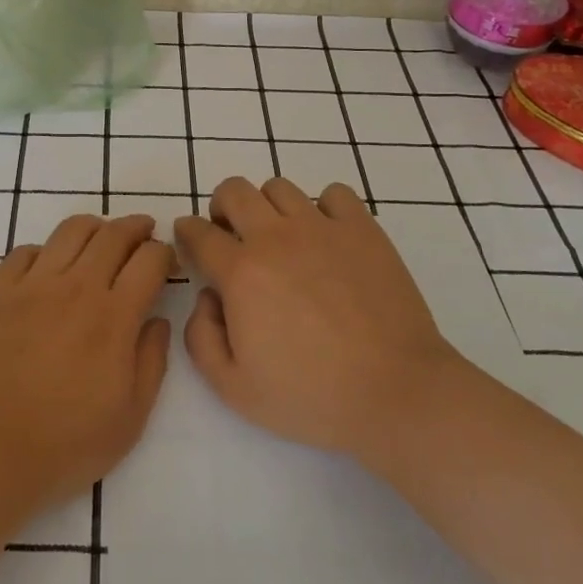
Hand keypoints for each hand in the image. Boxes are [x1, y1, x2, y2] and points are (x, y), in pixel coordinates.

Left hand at [0, 213, 173, 516]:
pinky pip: (25, 251)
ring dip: (95, 228)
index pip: (149, 260)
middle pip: (113, 235)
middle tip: (144, 233)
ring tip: (101, 239)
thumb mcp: (128, 419)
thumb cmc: (61, 445)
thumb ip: (151, 363)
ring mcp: (31, 285)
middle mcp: (75, 287)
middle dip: (136, 227)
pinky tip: (49, 266)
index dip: (165, 254)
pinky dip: (46, 250)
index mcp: (113, 317)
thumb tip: (157, 322)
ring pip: (70, 231)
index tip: (167, 262)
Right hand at [174, 177, 466, 459]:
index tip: (190, 239)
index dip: (187, 232)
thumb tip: (207, 297)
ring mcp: (323, 228)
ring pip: (280, 187)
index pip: (199, 233)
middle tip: (230, 234)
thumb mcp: (234, 388)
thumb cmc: (311, 396)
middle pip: (234, 191)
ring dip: (268, 206)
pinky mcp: (363, 229)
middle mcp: (276, 238)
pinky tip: (325, 237)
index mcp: (241, 273)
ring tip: (279, 236)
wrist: (395, 392)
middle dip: (221, 207)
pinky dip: (322, 207)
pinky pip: (334, 194)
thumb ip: (201, 338)